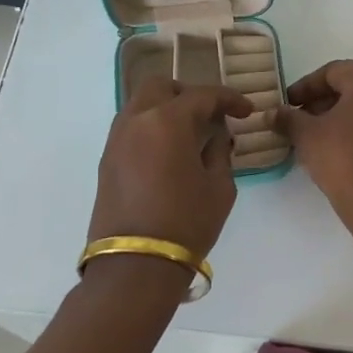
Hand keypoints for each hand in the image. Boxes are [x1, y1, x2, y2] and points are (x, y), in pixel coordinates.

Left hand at [88, 77, 253, 259]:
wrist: (135, 266)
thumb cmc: (187, 223)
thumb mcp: (219, 187)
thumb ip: (219, 152)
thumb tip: (216, 136)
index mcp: (168, 121)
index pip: (203, 96)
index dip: (228, 99)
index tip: (246, 110)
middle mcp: (137, 120)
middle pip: (161, 86)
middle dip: (188, 93)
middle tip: (210, 113)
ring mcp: (117, 140)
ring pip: (140, 104)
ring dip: (165, 108)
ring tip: (189, 132)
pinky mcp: (106, 161)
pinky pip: (130, 128)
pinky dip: (150, 127)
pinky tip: (168, 150)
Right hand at [275, 60, 352, 238]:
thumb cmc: (344, 159)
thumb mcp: (308, 136)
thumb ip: (288, 118)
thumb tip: (271, 113)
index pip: (331, 72)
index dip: (304, 87)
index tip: (285, 104)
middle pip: (349, 86)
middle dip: (319, 102)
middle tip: (295, 120)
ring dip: (335, 116)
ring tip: (311, 136)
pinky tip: (334, 148)